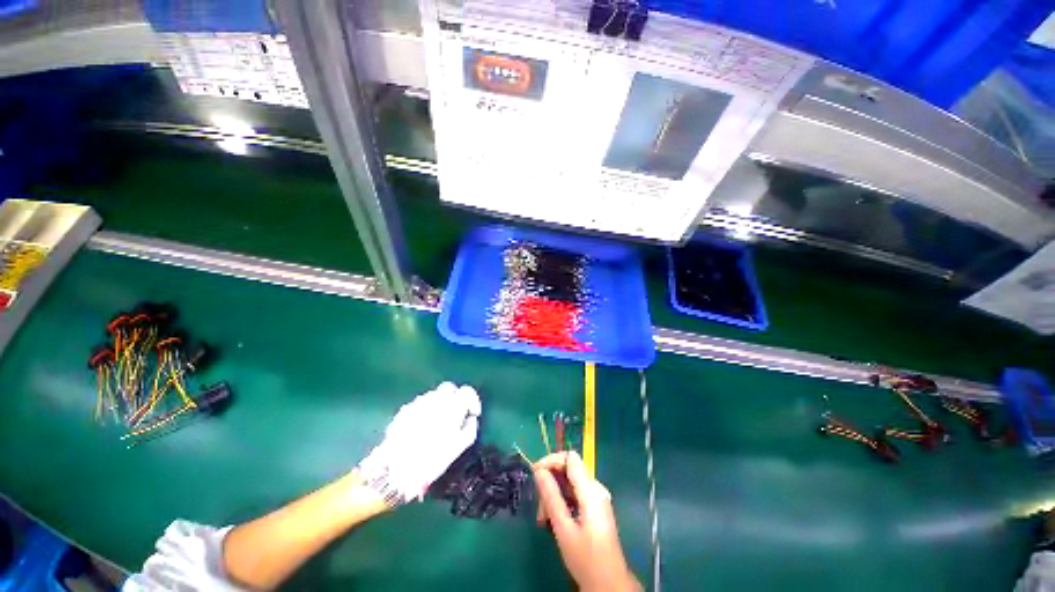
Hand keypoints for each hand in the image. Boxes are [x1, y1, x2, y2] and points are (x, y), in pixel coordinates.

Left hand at [358, 382, 480, 505]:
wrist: (396, 471)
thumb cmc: (432, 459)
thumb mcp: (459, 447)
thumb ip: (470, 428)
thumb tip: (471, 418)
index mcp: (452, 405)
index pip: (468, 391)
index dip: (473, 401)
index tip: (473, 413)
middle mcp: (435, 399)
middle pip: (450, 388)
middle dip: (456, 397)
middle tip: (457, 413)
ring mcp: (418, 403)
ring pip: (434, 395)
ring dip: (440, 403)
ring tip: (439, 422)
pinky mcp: (404, 411)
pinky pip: (420, 404)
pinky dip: (425, 410)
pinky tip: (423, 427)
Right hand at [534, 451, 641, 591]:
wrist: (609, 584)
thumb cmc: (586, 558)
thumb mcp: (564, 529)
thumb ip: (551, 497)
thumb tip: (539, 471)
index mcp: (591, 491)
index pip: (570, 458)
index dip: (552, 460)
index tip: (535, 473)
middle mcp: (596, 488)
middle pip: (569, 470)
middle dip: (551, 482)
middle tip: (539, 505)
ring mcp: (597, 497)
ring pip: (570, 483)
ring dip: (554, 494)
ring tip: (544, 518)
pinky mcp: (595, 507)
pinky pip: (575, 493)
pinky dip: (562, 501)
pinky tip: (553, 519)